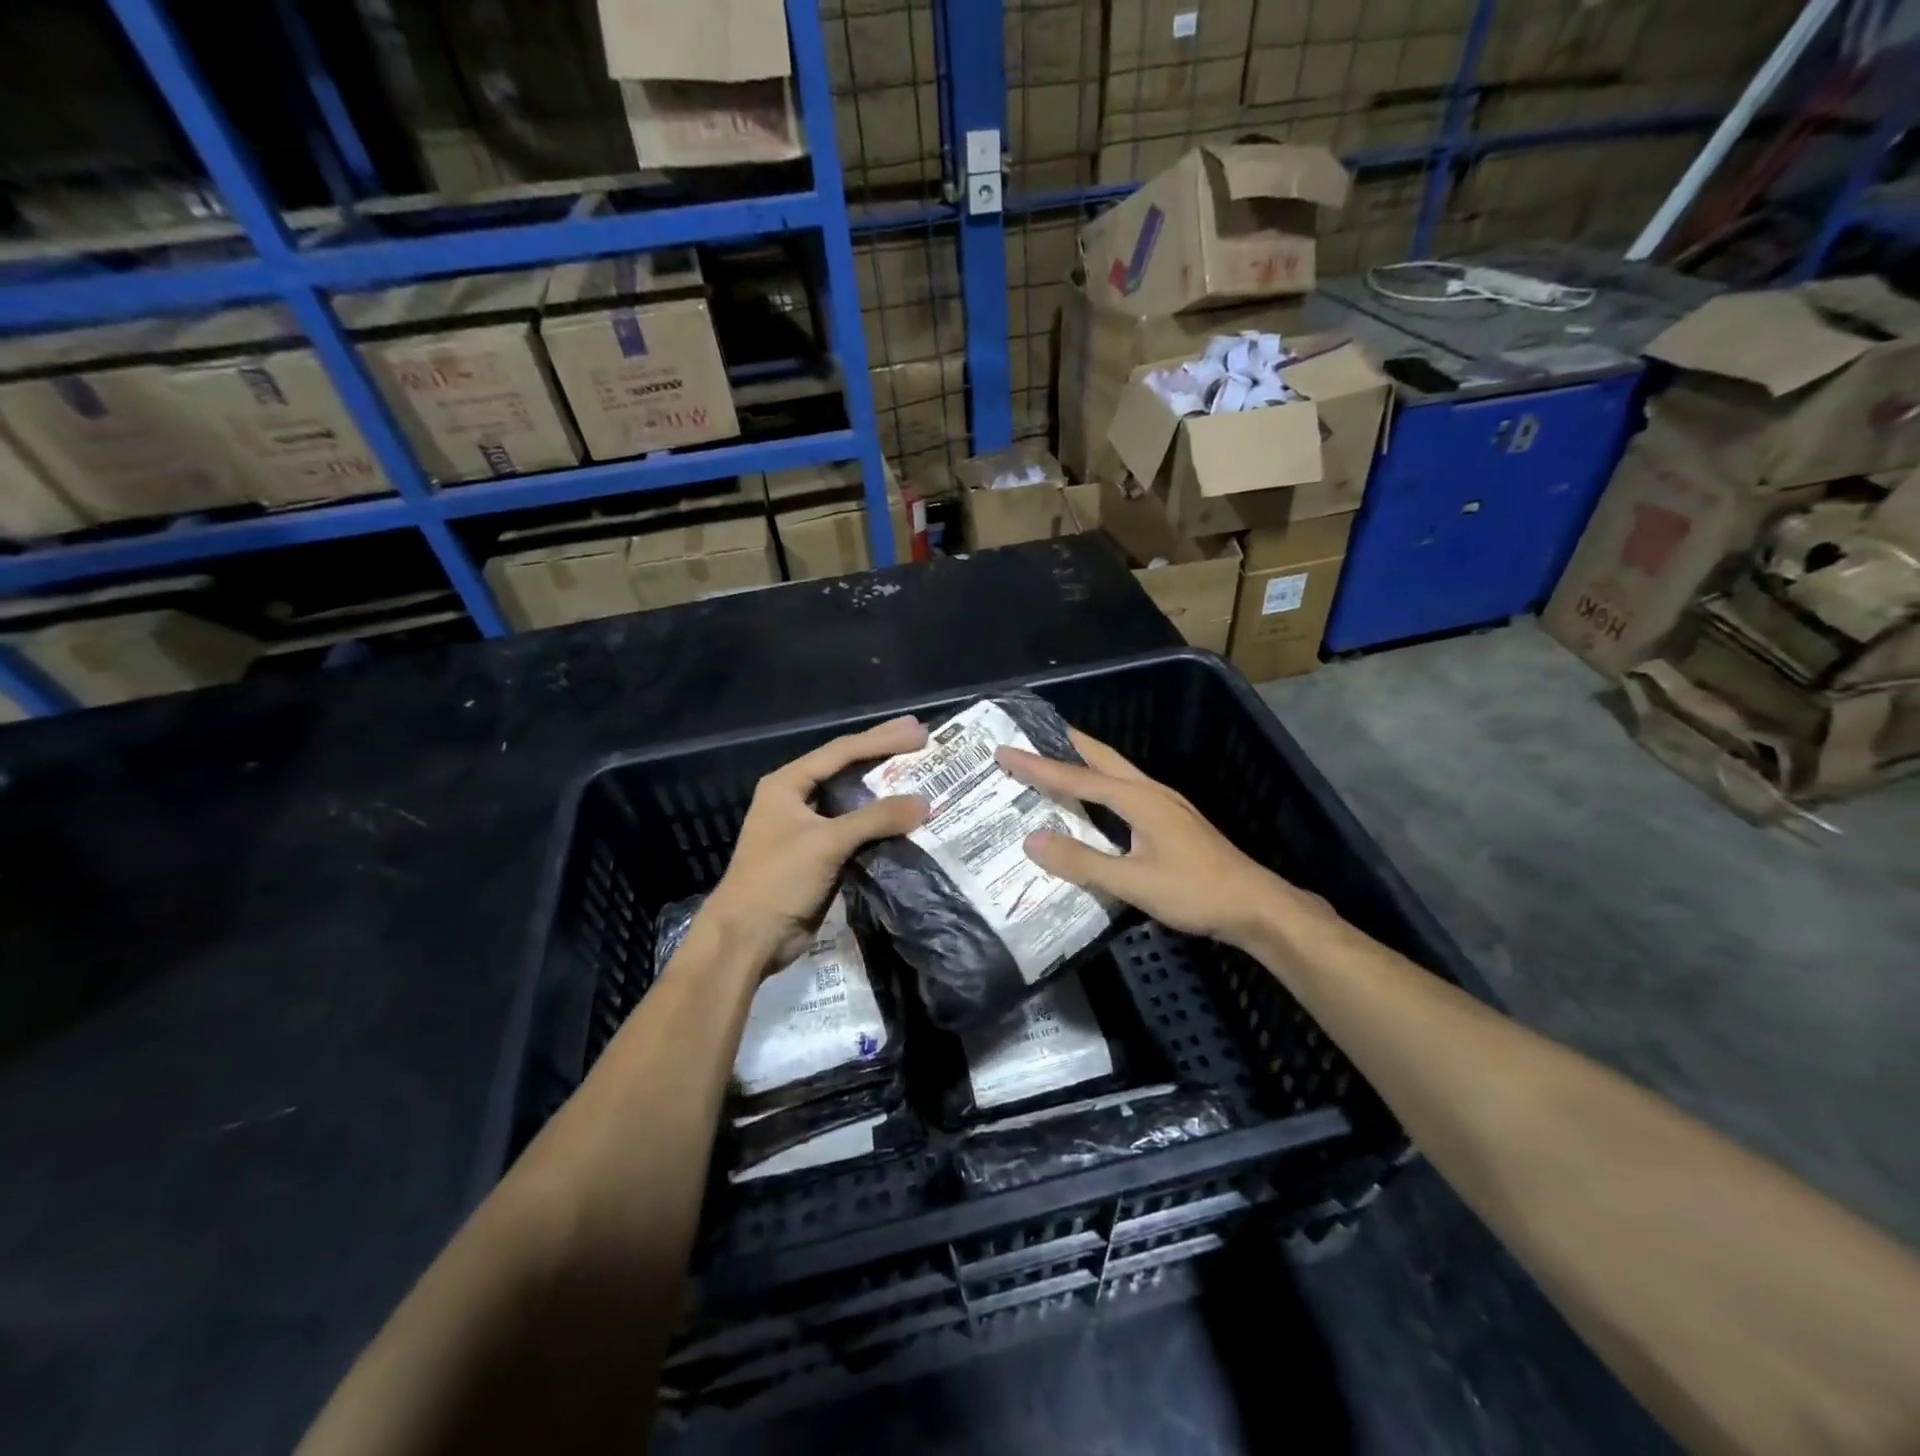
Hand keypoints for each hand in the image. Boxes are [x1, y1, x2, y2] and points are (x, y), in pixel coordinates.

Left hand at [699, 715, 929, 970]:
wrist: (749, 938)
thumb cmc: (778, 880)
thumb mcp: (826, 843)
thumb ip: (876, 819)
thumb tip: (925, 802)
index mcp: (788, 784)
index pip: (840, 752)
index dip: (881, 740)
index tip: (918, 733)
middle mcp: (797, 798)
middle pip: (846, 768)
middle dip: (883, 753)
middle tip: (921, 737)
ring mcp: (808, 828)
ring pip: (853, 800)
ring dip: (885, 788)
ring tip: (920, 771)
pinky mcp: (820, 855)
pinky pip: (857, 830)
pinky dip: (881, 822)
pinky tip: (906, 817)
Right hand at [996, 729, 1307, 951]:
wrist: (1254, 905)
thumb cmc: (1195, 892)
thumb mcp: (1133, 882)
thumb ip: (1082, 862)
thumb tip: (1032, 840)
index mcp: (1138, 799)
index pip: (1077, 778)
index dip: (1038, 766)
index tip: (1005, 752)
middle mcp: (1151, 792)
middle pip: (1102, 758)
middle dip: (1067, 744)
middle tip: (1035, 734)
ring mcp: (1166, 804)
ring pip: (1117, 772)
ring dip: (1085, 762)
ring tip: (1058, 759)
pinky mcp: (1173, 821)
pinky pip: (1126, 789)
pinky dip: (1101, 784)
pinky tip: (1097, 800)